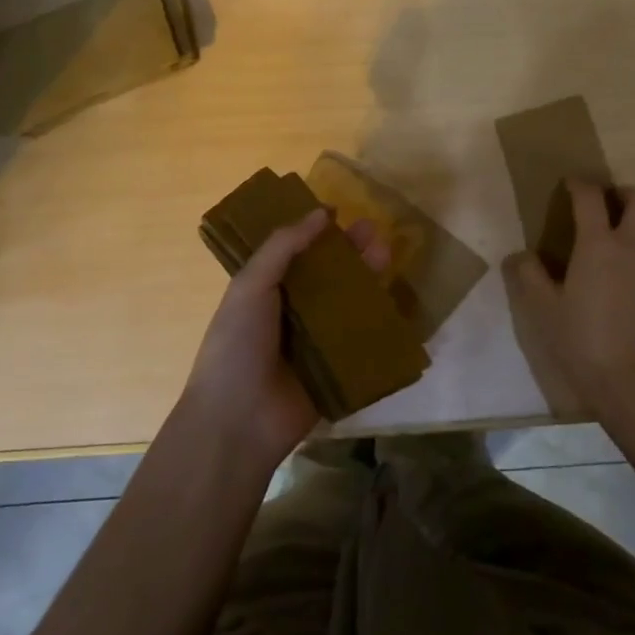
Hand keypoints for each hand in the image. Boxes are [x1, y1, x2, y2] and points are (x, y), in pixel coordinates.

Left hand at [179, 208, 390, 469]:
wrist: (239, 421)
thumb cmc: (237, 344)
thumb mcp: (251, 285)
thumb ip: (283, 247)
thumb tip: (321, 213)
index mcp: (265, 290)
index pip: (295, 253)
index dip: (316, 232)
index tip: (341, 213)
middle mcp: (291, 311)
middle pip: (327, 274)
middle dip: (350, 252)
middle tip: (374, 230)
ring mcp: (315, 341)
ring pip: (347, 302)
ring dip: (367, 278)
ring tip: (387, 254)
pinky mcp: (337, 368)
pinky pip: (360, 339)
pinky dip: (377, 321)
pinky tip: (396, 300)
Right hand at [503, 180, 634, 416]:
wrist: (633, 382)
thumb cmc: (582, 340)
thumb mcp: (542, 309)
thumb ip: (529, 275)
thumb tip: (519, 255)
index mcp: (598, 244)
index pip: (590, 197)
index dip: (579, 184)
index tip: (571, 185)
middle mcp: (634, 246)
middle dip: (624, 194)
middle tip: (610, 207)